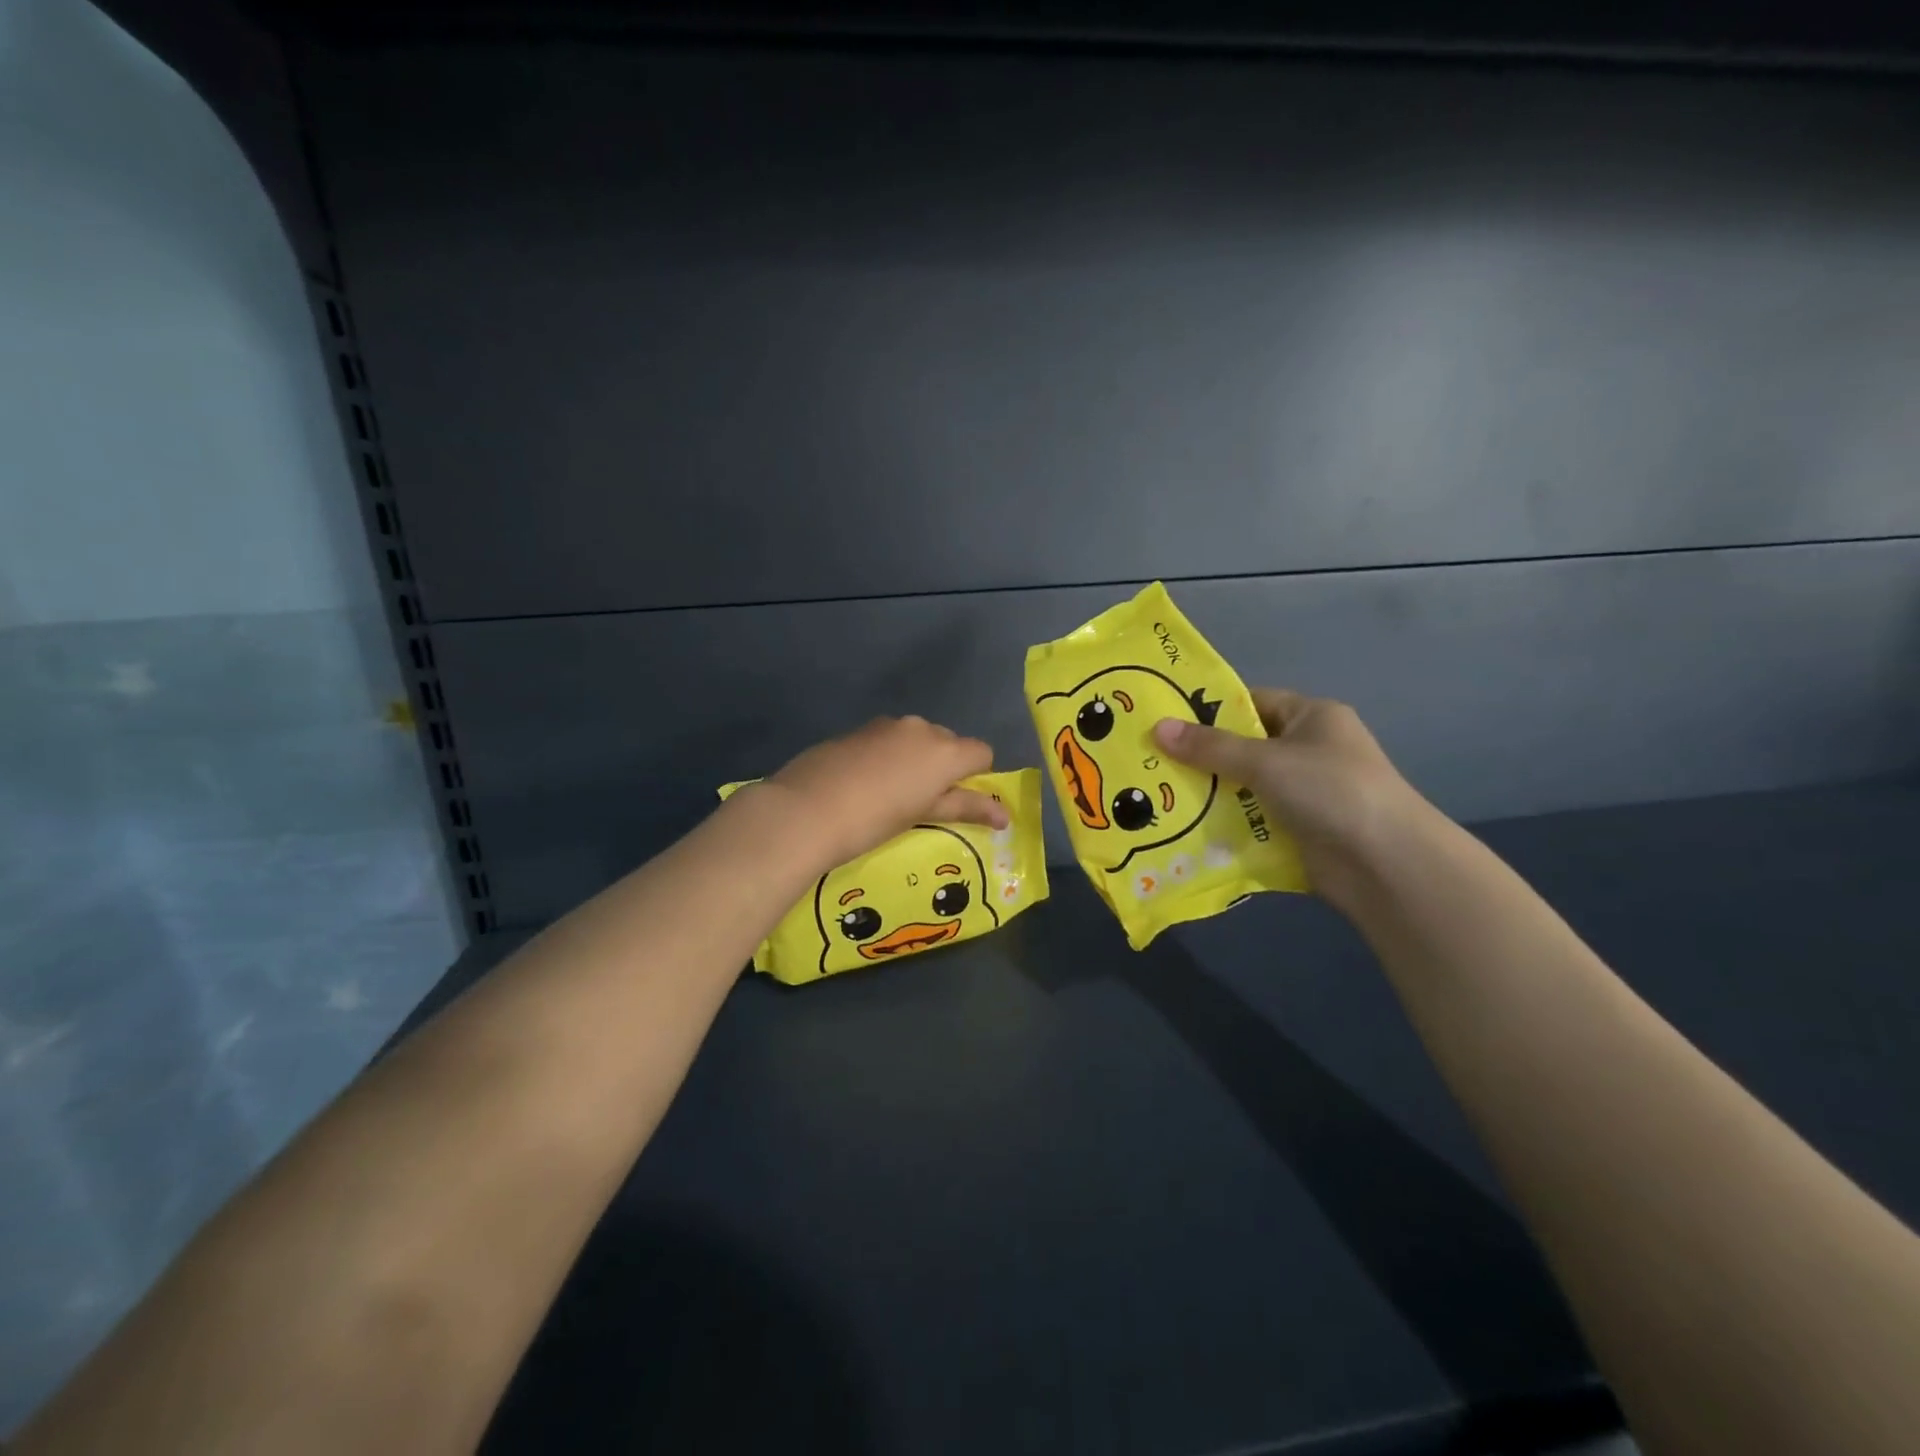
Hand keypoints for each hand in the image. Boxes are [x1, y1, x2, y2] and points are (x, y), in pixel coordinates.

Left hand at [757, 716, 1008, 869]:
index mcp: (944, 749)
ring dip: (913, 760)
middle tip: (921, 802)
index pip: (982, 752)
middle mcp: (921, 728)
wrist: (806, 810)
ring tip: (888, 794)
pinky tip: (863, 782)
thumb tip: (1006, 817)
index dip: (975, 775)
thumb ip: (966, 808)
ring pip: (915, 739)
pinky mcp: (857, 730)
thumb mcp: (924, 814)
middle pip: (948, 743)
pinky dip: (886, 756)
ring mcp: (886, 725)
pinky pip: (887, 739)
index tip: (955, 799)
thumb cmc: (875, 820)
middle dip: (942, 767)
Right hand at [1154, 689, 1428, 907]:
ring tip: (1156, 796)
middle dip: (1200, 756)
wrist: (1386, 864)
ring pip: (1243, 786)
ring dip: (1208, 794)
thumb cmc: (1330, 790)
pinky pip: (1250, 820)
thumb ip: (1211, 747)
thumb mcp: (1266, 761)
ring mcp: (1303, 793)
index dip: (1209, 709)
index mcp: (1311, 717)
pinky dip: (1224, 824)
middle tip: (1149, 760)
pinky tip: (1184, 829)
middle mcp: (1308, 750)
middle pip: (1243, 747)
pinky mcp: (1297, 830)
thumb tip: (1157, 728)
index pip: (1251, 702)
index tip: (1164, 720)